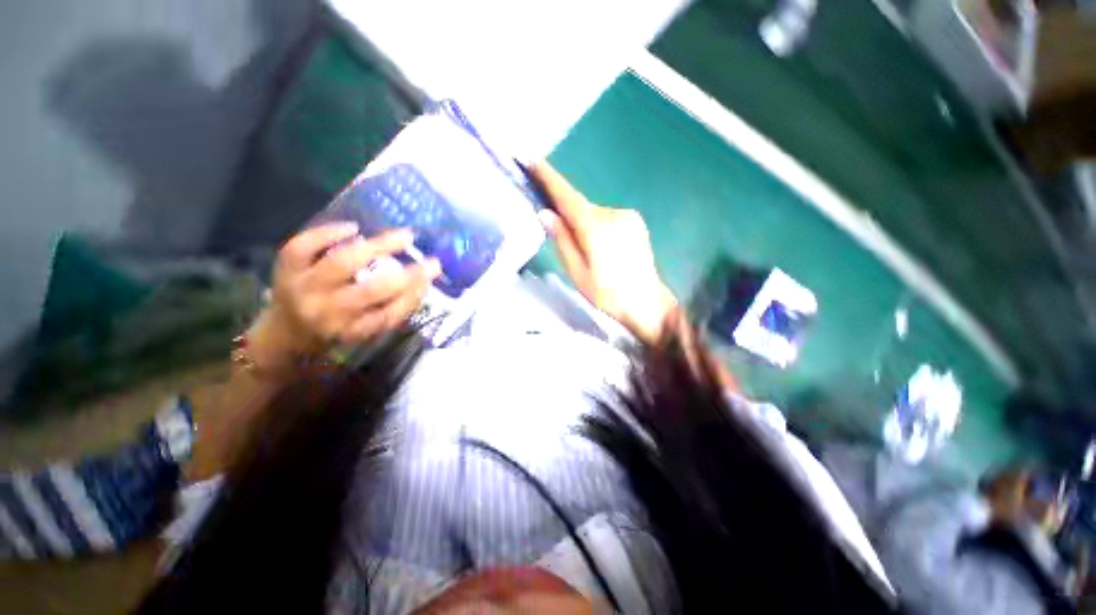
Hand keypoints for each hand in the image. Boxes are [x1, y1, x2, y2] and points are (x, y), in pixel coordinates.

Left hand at [254, 222, 441, 367]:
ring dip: (376, 247)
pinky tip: (353, 228)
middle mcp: (326, 312)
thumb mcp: (368, 330)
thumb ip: (395, 309)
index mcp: (350, 330)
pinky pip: (304, 246)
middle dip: (405, 273)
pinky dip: (329, 233)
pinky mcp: (285, 269)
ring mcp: (302, 288)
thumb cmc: (337, 331)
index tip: (435, 270)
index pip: (389, 313)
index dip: (415, 291)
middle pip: (370, 291)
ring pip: (341, 264)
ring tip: (402, 236)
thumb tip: (422, 281)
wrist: (286, 332)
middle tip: (429, 258)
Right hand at [530, 162, 676, 343]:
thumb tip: (545, 213)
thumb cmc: (608, 295)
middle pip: (579, 205)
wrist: (648, 304)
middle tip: (555, 229)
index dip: (547, 176)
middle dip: (564, 211)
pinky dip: (595, 225)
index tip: (529, 157)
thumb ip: (562, 240)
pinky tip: (599, 247)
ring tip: (585, 251)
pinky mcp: (635, 222)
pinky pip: (606, 217)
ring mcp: (627, 216)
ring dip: (581, 223)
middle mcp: (613, 214)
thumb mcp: (578, 273)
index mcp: (596, 228)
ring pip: (592, 212)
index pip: (566, 196)